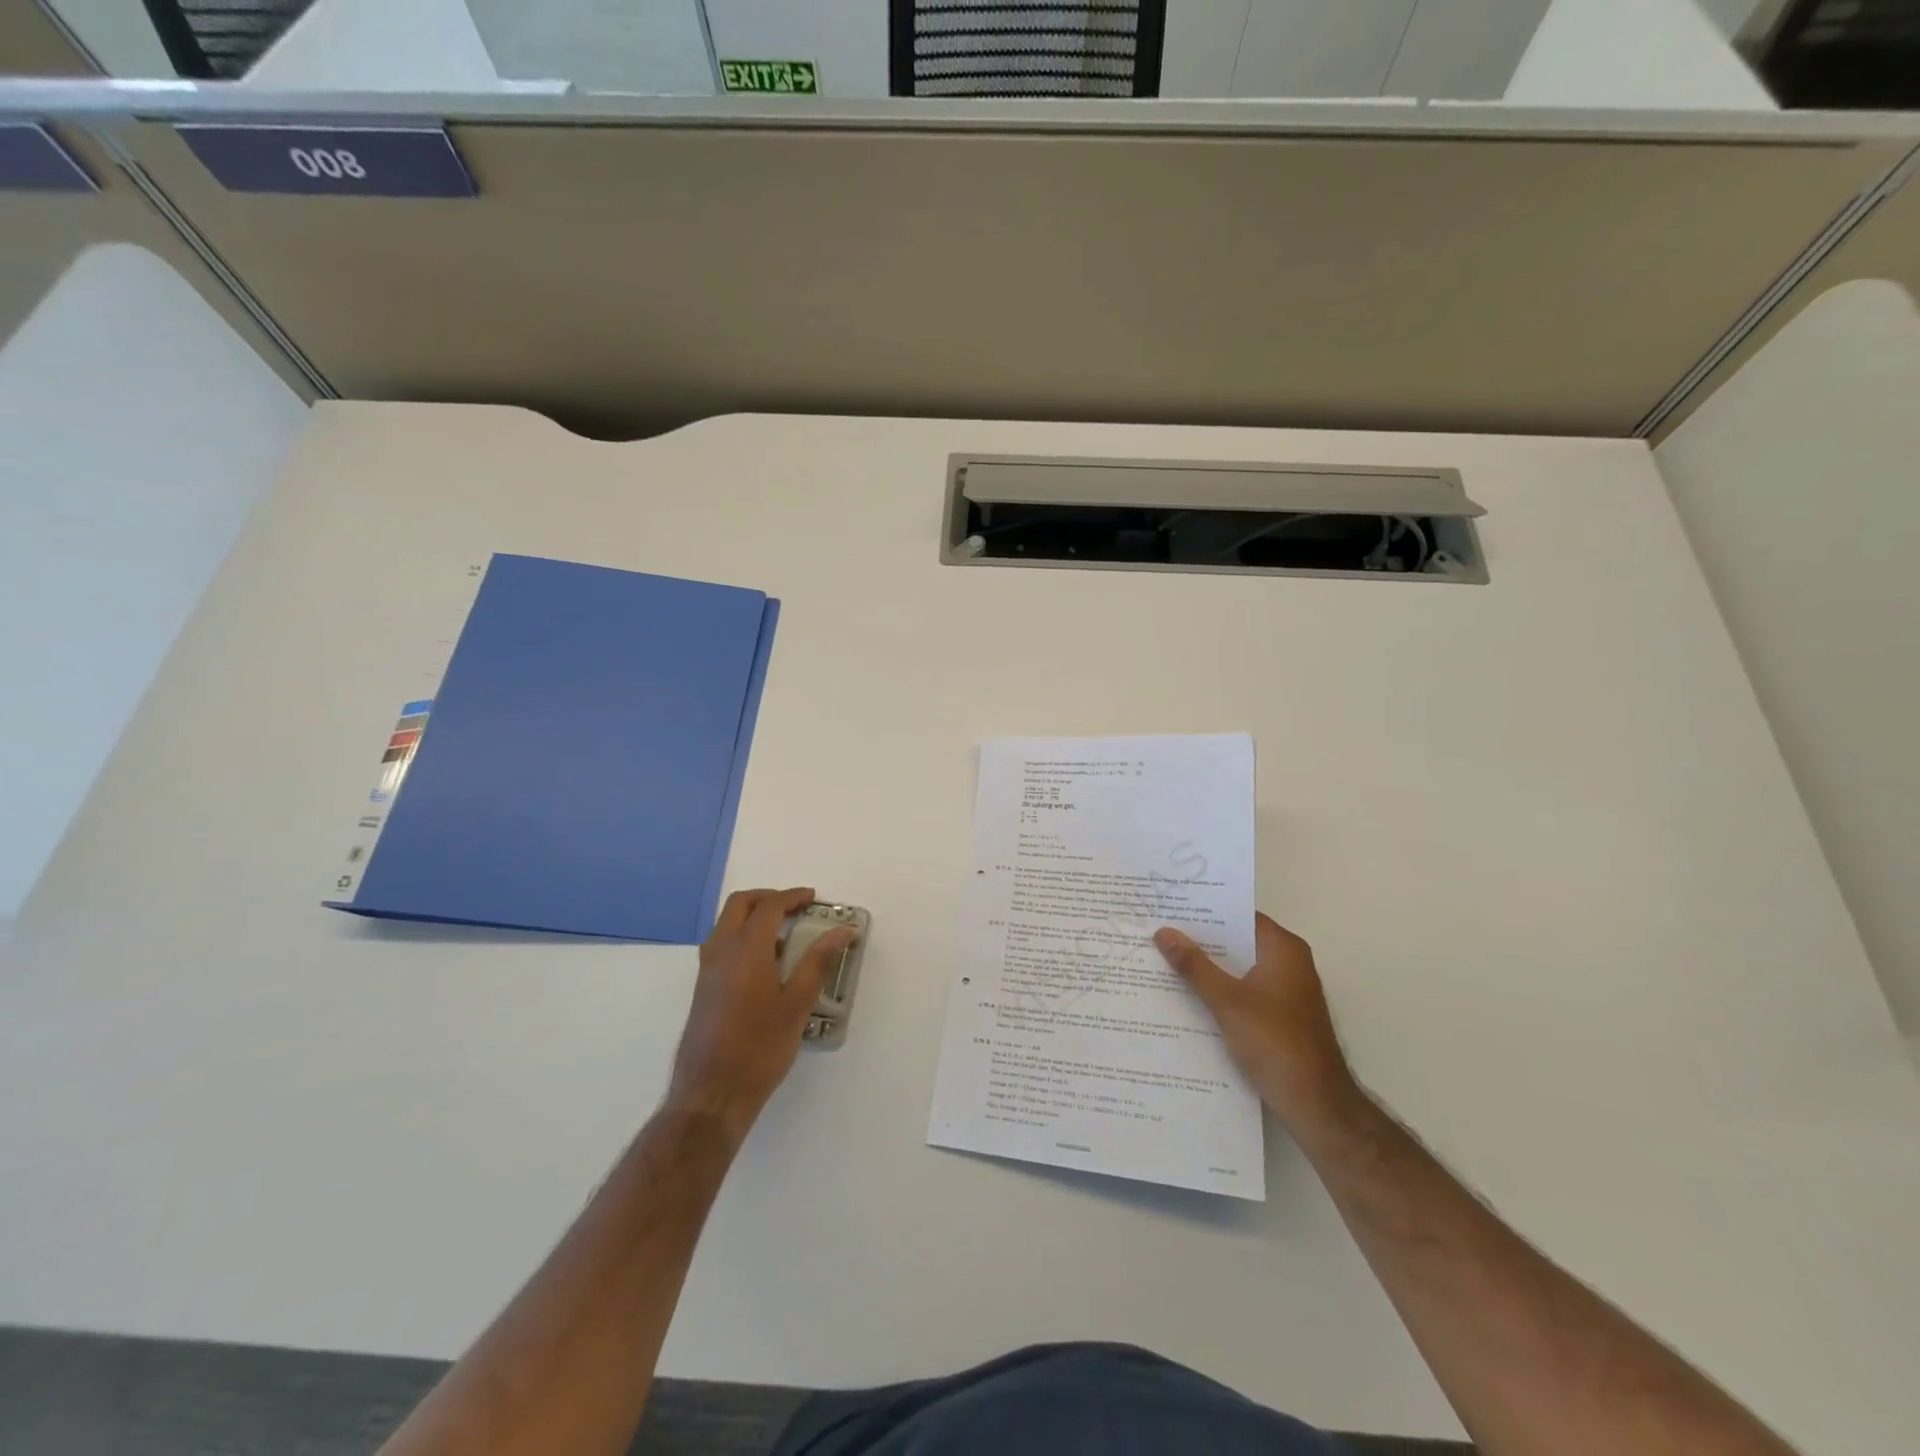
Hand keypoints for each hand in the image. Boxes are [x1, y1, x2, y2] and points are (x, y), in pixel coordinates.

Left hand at [665, 887, 855, 1145]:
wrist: (712, 1093)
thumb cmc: (760, 1047)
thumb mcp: (797, 1003)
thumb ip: (819, 961)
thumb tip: (842, 930)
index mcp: (746, 949)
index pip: (769, 907)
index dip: (792, 897)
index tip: (813, 898)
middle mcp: (721, 951)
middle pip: (740, 904)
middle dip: (768, 898)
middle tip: (795, 907)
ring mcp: (707, 969)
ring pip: (726, 923)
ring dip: (752, 916)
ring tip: (784, 935)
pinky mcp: (702, 988)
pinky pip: (721, 944)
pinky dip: (742, 936)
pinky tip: (765, 964)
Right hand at [1155, 914, 1357, 1131]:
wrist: (1315, 1103)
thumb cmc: (1274, 1041)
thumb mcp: (1226, 1000)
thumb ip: (1194, 965)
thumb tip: (1164, 932)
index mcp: (1283, 949)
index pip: (1240, 915)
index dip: (1206, 911)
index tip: (1171, 906)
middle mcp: (1289, 963)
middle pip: (1238, 941)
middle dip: (1201, 940)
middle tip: (1159, 930)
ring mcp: (1286, 991)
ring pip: (1239, 968)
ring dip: (1208, 967)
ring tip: (1164, 958)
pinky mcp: (1280, 1016)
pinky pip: (1243, 990)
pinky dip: (1220, 990)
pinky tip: (1187, 995)